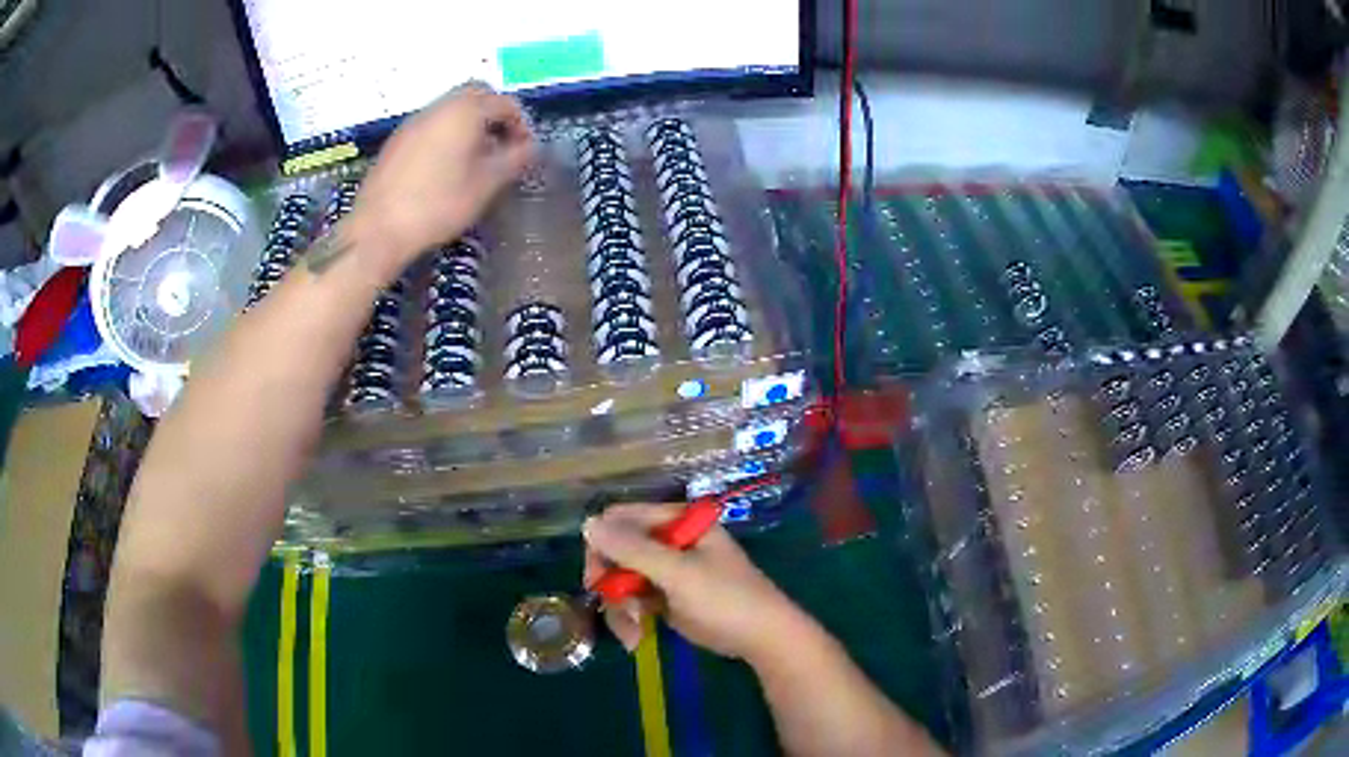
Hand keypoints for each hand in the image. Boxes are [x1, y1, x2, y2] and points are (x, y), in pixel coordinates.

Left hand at [346, 82, 534, 276]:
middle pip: (476, 94)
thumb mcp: (486, 185)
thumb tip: (532, 148)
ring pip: (451, 107)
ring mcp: (414, 121)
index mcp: (465, 111)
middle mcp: (439, 107)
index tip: (525, 151)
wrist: (379, 229)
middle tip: (502, 144)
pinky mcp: (398, 140)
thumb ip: (514, 160)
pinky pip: (432, 124)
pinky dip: (447, 133)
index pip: (506, 103)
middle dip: (495, 113)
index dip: (522, 124)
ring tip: (475, 158)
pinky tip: (446, 167)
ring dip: (470, 123)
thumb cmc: (438, 205)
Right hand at [583, 504, 809, 661]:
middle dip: (612, 583)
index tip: (596, 577)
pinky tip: (636, 638)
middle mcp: (669, 540)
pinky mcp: (666, 596)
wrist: (761, 639)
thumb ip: (632, 549)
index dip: (603, 545)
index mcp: (678, 521)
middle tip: (613, 606)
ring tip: (633, 632)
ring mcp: (667, 570)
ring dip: (620, 607)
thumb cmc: (725, 598)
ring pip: (621, 579)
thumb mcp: (678, 573)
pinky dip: (630, 618)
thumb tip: (587, 523)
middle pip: (617, 551)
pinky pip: (633, 599)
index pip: (623, 519)